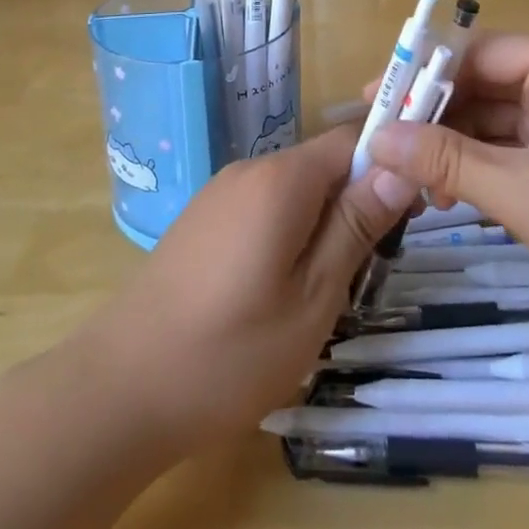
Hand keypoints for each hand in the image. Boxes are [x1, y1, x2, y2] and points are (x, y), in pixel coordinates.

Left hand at [84, 125, 413, 456]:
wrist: (119, 389)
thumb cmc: (231, 352)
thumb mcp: (314, 295)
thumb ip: (357, 224)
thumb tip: (400, 166)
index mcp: (281, 179)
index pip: (351, 139)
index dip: (388, 166)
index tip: (408, 217)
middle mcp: (249, 170)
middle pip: (322, 165)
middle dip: (355, 204)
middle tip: (368, 271)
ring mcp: (220, 194)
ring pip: (294, 191)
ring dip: (322, 225)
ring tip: (325, 291)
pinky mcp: (202, 220)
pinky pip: (264, 209)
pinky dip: (288, 234)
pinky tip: (278, 292)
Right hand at [365, 33, 528, 338]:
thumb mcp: (523, 194)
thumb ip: (447, 162)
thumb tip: (378, 140)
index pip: (474, 52)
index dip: (419, 76)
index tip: (371, 102)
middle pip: (483, 81)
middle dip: (434, 116)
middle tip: (383, 147)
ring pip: (496, 114)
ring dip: (456, 144)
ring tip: (411, 180)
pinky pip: (517, 139)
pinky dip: (483, 162)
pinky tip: (450, 191)